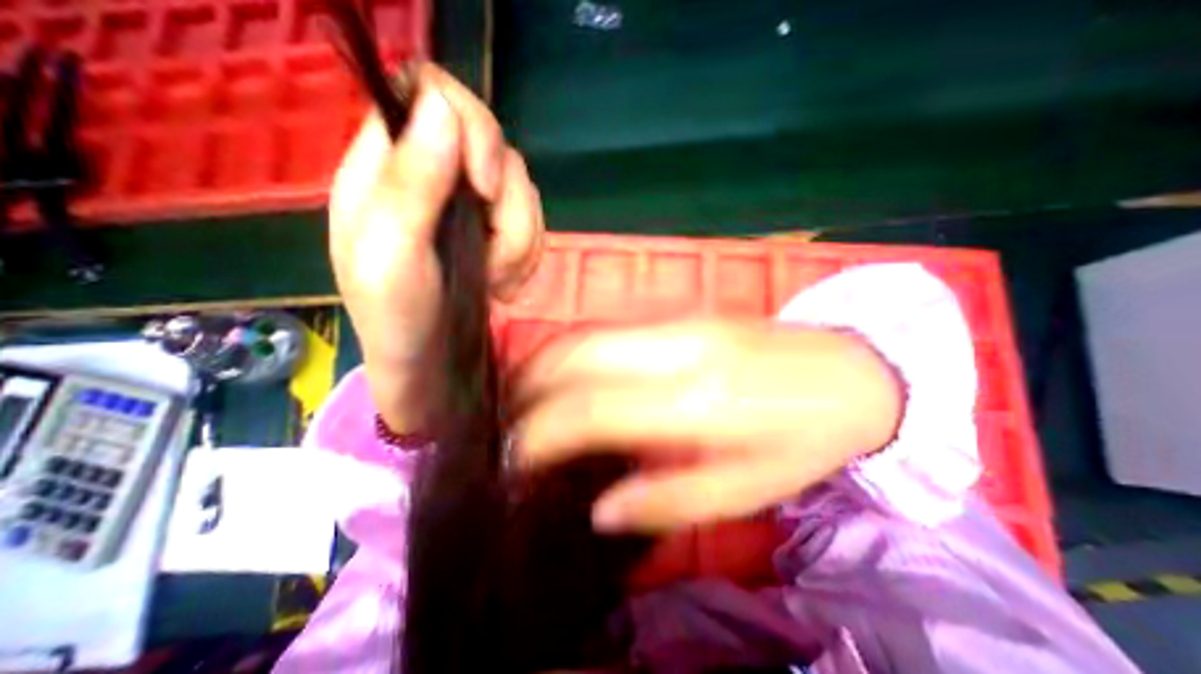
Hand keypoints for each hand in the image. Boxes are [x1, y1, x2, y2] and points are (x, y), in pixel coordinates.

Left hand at [331, 64, 546, 431]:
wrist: (429, 363)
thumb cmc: (398, 318)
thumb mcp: (391, 257)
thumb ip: (409, 182)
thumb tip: (439, 105)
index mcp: (387, 167)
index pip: (431, 94)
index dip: (470, 127)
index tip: (482, 187)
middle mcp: (432, 175)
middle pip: (493, 144)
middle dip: (506, 205)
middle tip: (490, 254)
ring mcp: (470, 205)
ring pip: (522, 188)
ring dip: (520, 239)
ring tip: (497, 279)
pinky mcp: (497, 232)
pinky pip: (534, 221)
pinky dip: (529, 253)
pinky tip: (506, 283)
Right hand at [513, 321, 899, 530]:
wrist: (854, 370)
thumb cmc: (806, 438)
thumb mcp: (749, 489)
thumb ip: (670, 500)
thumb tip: (600, 510)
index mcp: (698, 400)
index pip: (591, 407)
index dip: (541, 432)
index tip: (513, 458)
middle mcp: (677, 348)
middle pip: (577, 354)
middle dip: (528, 386)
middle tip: (507, 423)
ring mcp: (679, 321)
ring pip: (587, 334)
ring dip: (545, 365)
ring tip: (525, 401)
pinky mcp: (681, 313)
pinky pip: (608, 330)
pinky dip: (573, 353)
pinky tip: (566, 378)